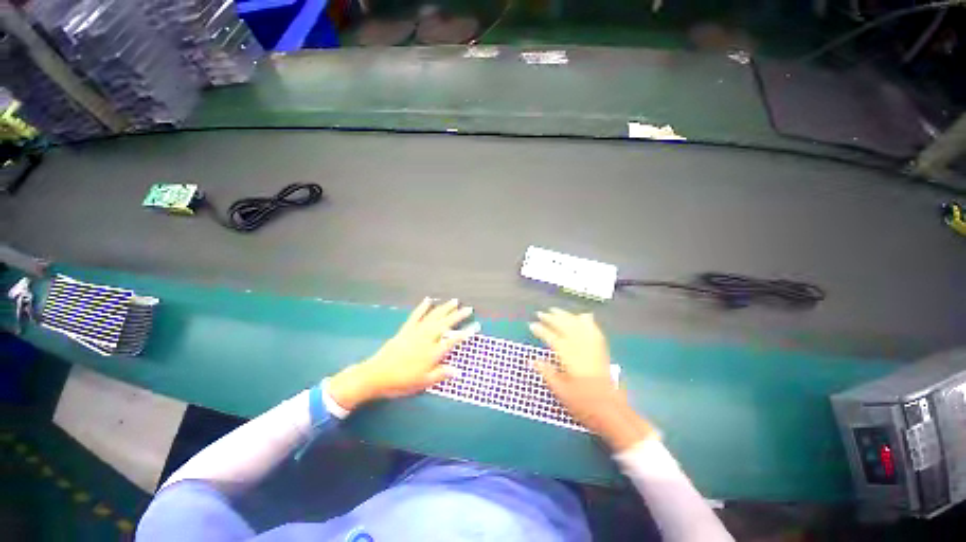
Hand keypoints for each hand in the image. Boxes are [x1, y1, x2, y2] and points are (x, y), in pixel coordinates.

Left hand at [329, 298, 472, 410]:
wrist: (376, 375)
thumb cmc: (401, 381)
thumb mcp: (423, 382)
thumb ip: (441, 374)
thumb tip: (459, 371)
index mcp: (433, 352)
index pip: (453, 339)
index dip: (466, 332)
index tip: (476, 326)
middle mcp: (427, 338)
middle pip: (446, 324)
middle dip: (458, 315)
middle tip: (469, 309)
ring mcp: (416, 331)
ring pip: (434, 316)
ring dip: (445, 308)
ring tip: (454, 301)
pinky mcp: (406, 329)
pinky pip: (416, 315)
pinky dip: (422, 307)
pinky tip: (428, 300)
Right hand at [530, 308, 654, 451]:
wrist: (611, 412)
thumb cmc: (583, 404)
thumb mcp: (561, 391)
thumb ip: (547, 373)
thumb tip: (532, 360)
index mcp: (570, 357)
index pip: (553, 338)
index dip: (541, 330)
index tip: (532, 325)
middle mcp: (582, 348)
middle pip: (566, 327)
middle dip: (552, 318)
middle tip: (541, 313)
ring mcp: (593, 348)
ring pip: (579, 325)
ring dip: (567, 316)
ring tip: (556, 310)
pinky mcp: (601, 351)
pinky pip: (594, 330)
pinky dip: (587, 322)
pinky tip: (583, 316)